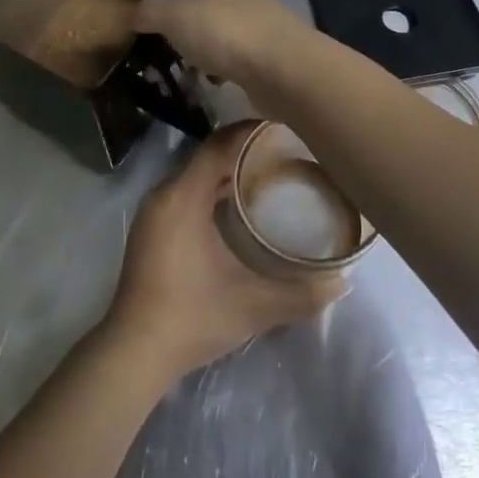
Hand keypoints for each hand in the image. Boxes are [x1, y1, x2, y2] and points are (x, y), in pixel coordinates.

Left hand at [104, 124, 345, 381]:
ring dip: (228, 169)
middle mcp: (165, 193)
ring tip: (269, 173)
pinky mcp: (151, 227)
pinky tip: (238, 206)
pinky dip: (212, 188)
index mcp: (184, 196)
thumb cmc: (192, 317)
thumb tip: (344, 282)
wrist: (134, 351)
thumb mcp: (253, 306)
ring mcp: (154, 211)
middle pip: (208, 154)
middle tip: (286, 151)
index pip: (219, 144)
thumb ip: (300, 294)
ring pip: (196, 173)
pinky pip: (186, 190)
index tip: (285, 127)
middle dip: (245, 149)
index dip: (251, 131)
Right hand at [134, 0, 311, 91]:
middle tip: (178, 66)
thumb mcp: (175, 17)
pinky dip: (236, 77)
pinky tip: (226, 91)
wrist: (283, 69)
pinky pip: (250, 68)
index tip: (163, 43)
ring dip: (217, 62)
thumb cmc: (225, 36)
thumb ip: (151, 12)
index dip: (178, 19)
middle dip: (198, 43)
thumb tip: (132, 14)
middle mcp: (252, 6)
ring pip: (234, 47)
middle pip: (216, 23)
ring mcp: (271, 34)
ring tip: (200, 83)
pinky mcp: (283, 64)